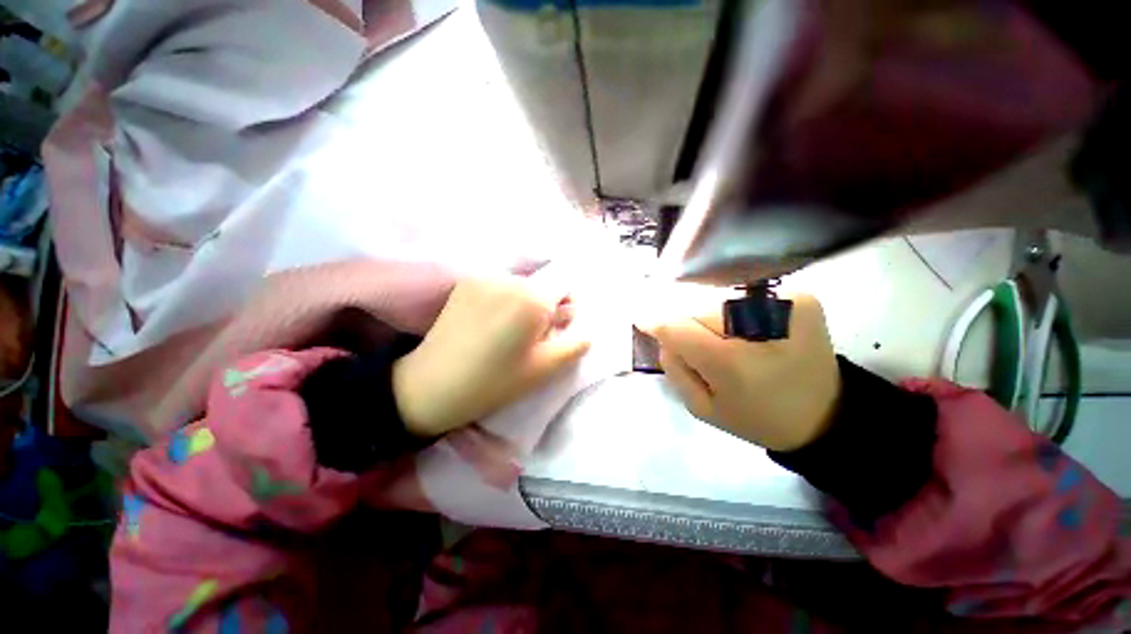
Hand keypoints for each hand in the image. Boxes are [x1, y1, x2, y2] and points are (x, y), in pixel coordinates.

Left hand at [392, 275, 590, 436]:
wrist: (433, 385)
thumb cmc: (495, 381)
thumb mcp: (544, 369)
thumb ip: (574, 346)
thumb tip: (587, 332)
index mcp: (532, 298)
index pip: (564, 287)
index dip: (564, 309)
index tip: (555, 330)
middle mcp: (509, 279)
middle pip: (541, 286)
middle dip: (544, 307)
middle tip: (531, 337)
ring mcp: (483, 278)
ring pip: (520, 286)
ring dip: (523, 303)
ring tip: (507, 332)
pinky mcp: (465, 284)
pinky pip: (498, 287)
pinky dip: (502, 300)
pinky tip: (488, 324)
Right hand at [640, 294, 840, 451]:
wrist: (824, 415)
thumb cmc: (757, 418)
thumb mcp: (703, 408)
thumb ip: (674, 368)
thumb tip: (662, 334)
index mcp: (733, 363)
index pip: (677, 326)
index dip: (656, 322)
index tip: (641, 319)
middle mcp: (760, 325)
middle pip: (698, 308)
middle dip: (688, 323)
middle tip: (697, 344)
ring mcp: (786, 304)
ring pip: (719, 299)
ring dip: (711, 316)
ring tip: (724, 338)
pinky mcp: (801, 297)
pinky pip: (744, 295)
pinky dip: (736, 310)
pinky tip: (746, 330)